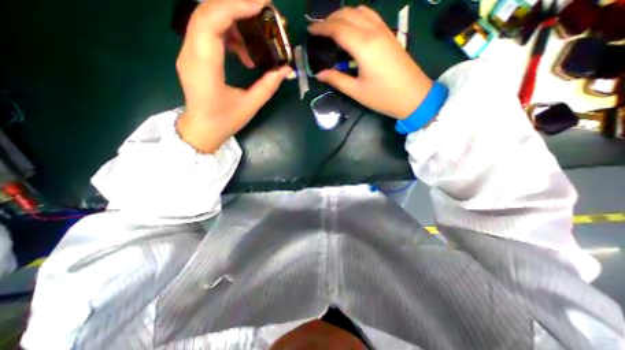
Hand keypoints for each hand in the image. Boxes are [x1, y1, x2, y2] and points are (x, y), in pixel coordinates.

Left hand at [177, 0, 291, 152]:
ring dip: (234, 21)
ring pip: (207, 19)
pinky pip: (209, 33)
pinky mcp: (194, 56)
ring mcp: (189, 52)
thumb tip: (285, 69)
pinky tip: (244, 54)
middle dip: (237, 6)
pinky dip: (229, 35)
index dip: (236, 6)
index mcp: (204, 66)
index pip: (212, 21)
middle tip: (263, 13)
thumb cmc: (224, 121)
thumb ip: (268, 86)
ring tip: (256, 40)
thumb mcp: (249, 106)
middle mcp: (190, 52)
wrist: (201, 130)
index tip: (262, 6)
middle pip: (207, 11)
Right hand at [309, 5, 435, 118]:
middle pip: (347, 14)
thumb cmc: (383, 97)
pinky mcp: (389, 34)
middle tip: (318, 31)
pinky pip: (370, 16)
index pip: (338, 28)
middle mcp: (373, 31)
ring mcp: (384, 30)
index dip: (321, 28)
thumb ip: (337, 80)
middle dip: (329, 19)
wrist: (413, 96)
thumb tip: (319, 74)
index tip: (310, 32)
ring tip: (332, 28)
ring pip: (360, 10)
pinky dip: (356, 16)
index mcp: (364, 46)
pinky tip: (351, 29)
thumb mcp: (356, 91)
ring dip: (343, 15)